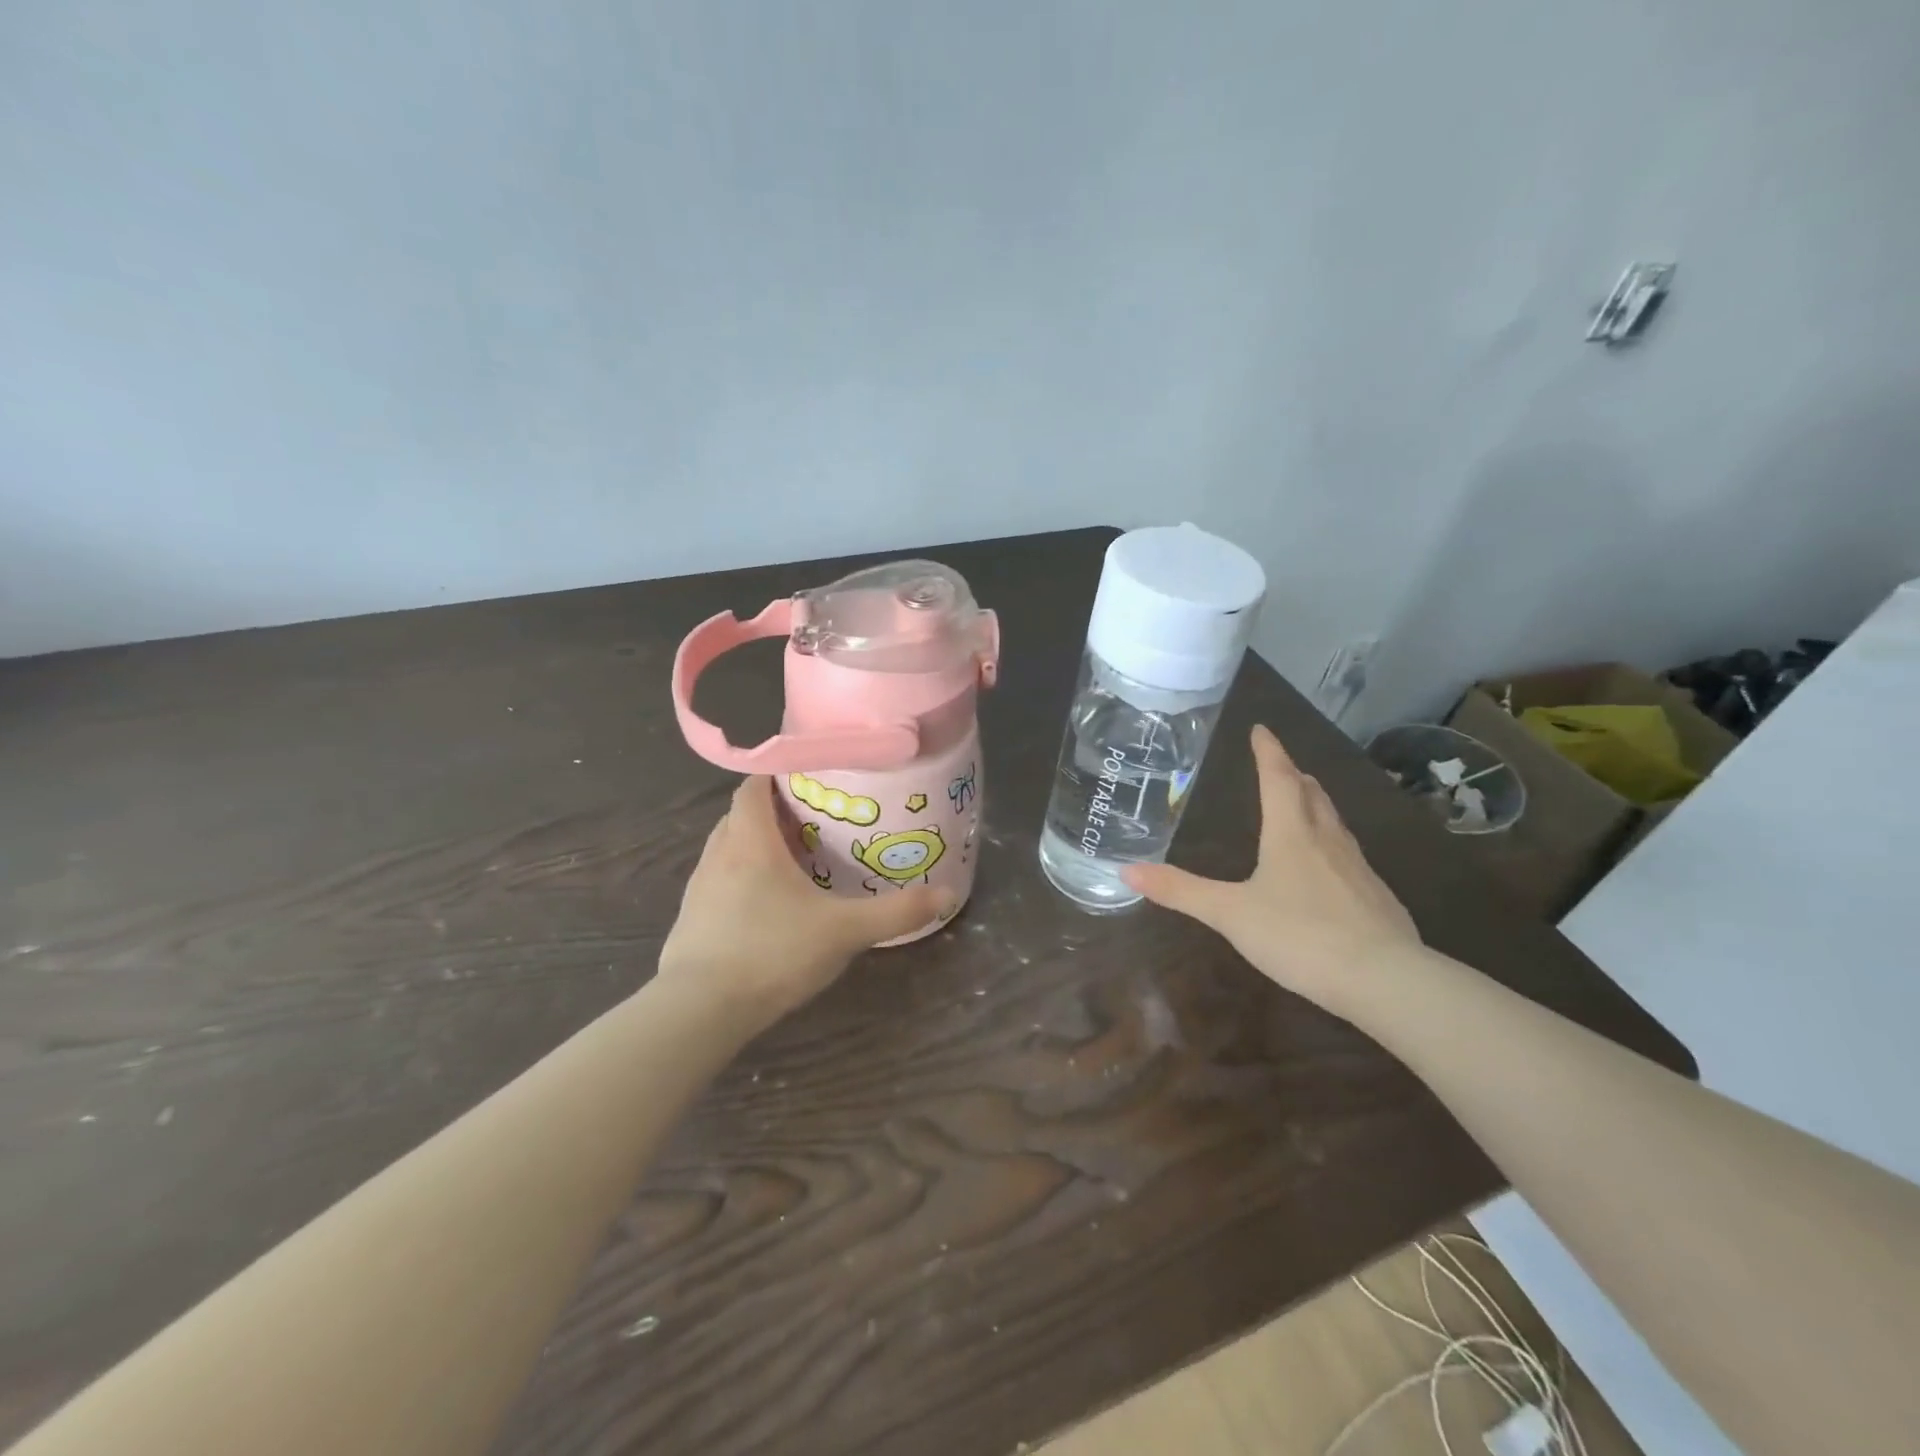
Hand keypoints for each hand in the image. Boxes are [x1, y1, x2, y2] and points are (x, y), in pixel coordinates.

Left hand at [657, 776, 953, 1033]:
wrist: (699, 1011)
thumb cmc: (771, 953)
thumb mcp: (843, 932)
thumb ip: (895, 913)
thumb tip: (947, 894)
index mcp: (750, 841)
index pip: (753, 786)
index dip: (777, 774)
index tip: (809, 775)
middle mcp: (719, 854)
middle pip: (742, 815)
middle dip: (773, 810)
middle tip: (814, 817)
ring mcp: (699, 887)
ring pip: (728, 848)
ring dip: (755, 845)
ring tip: (795, 858)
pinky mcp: (691, 919)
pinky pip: (719, 880)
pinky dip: (741, 877)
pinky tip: (767, 904)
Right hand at [1121, 724, 1423, 1016]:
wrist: (1384, 979)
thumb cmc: (1299, 935)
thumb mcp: (1230, 913)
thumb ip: (1181, 891)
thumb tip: (1126, 870)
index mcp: (1290, 834)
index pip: (1277, 778)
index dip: (1268, 751)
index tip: (1261, 728)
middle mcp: (1326, 840)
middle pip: (1311, 794)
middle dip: (1294, 775)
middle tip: (1281, 765)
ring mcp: (1357, 868)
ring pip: (1334, 822)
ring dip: (1316, 805)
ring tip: (1304, 803)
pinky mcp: (1376, 897)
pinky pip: (1349, 856)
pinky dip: (1332, 844)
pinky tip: (1328, 868)